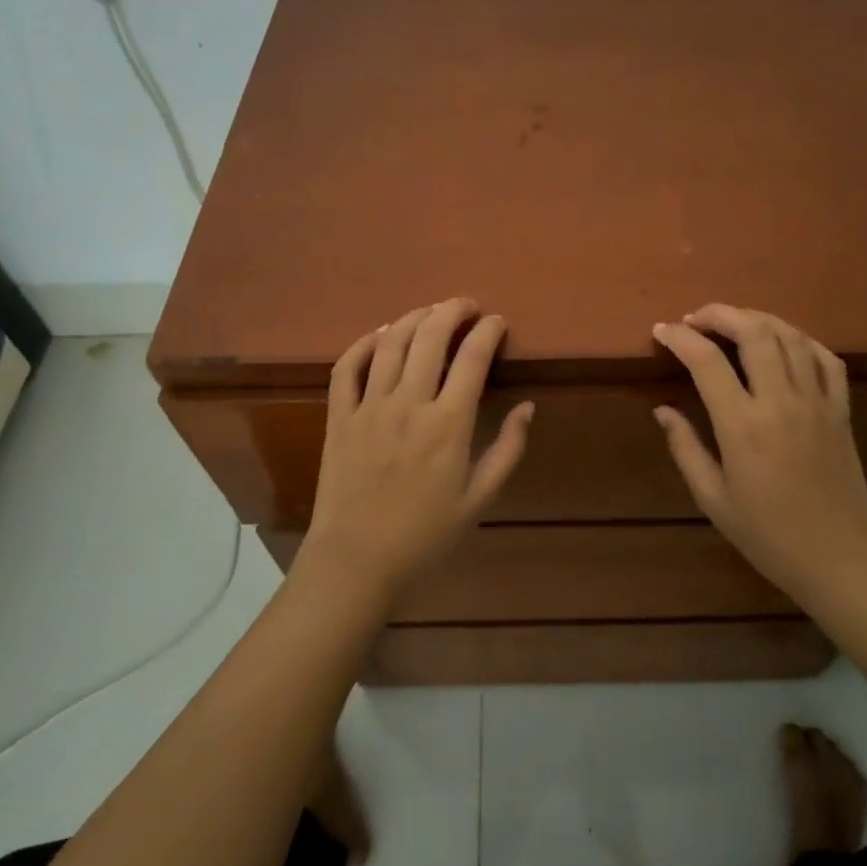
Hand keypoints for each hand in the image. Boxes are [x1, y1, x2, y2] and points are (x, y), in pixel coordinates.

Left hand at [297, 299, 532, 607]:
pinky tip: (379, 335)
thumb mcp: (480, 498)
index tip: (497, 321)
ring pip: (390, 343)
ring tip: (430, 311)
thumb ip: (508, 449)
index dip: (488, 331)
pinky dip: (363, 343)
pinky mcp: (339, 417)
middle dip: (452, 310)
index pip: (473, 358)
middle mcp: (409, 404)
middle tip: (466, 304)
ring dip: (413, 318)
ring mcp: (369, 407)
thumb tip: (527, 407)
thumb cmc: (426, 535)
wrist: (358, 561)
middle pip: (430, 337)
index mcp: (449, 424)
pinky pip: (346, 367)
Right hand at [651, 304, 866, 604]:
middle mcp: (782, 401)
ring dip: (757, 319)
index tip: (662, 331)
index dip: (680, 338)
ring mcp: (818, 401)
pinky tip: (784, 344)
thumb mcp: (713, 499)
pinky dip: (801, 340)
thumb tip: (663, 409)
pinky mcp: (842, 410)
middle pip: (754, 331)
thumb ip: (685, 447)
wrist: (838, 558)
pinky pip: (826, 358)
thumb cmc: (767, 535)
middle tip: (695, 319)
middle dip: (719, 314)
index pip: (707, 361)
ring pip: (790, 336)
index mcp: (743, 425)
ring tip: (733, 323)